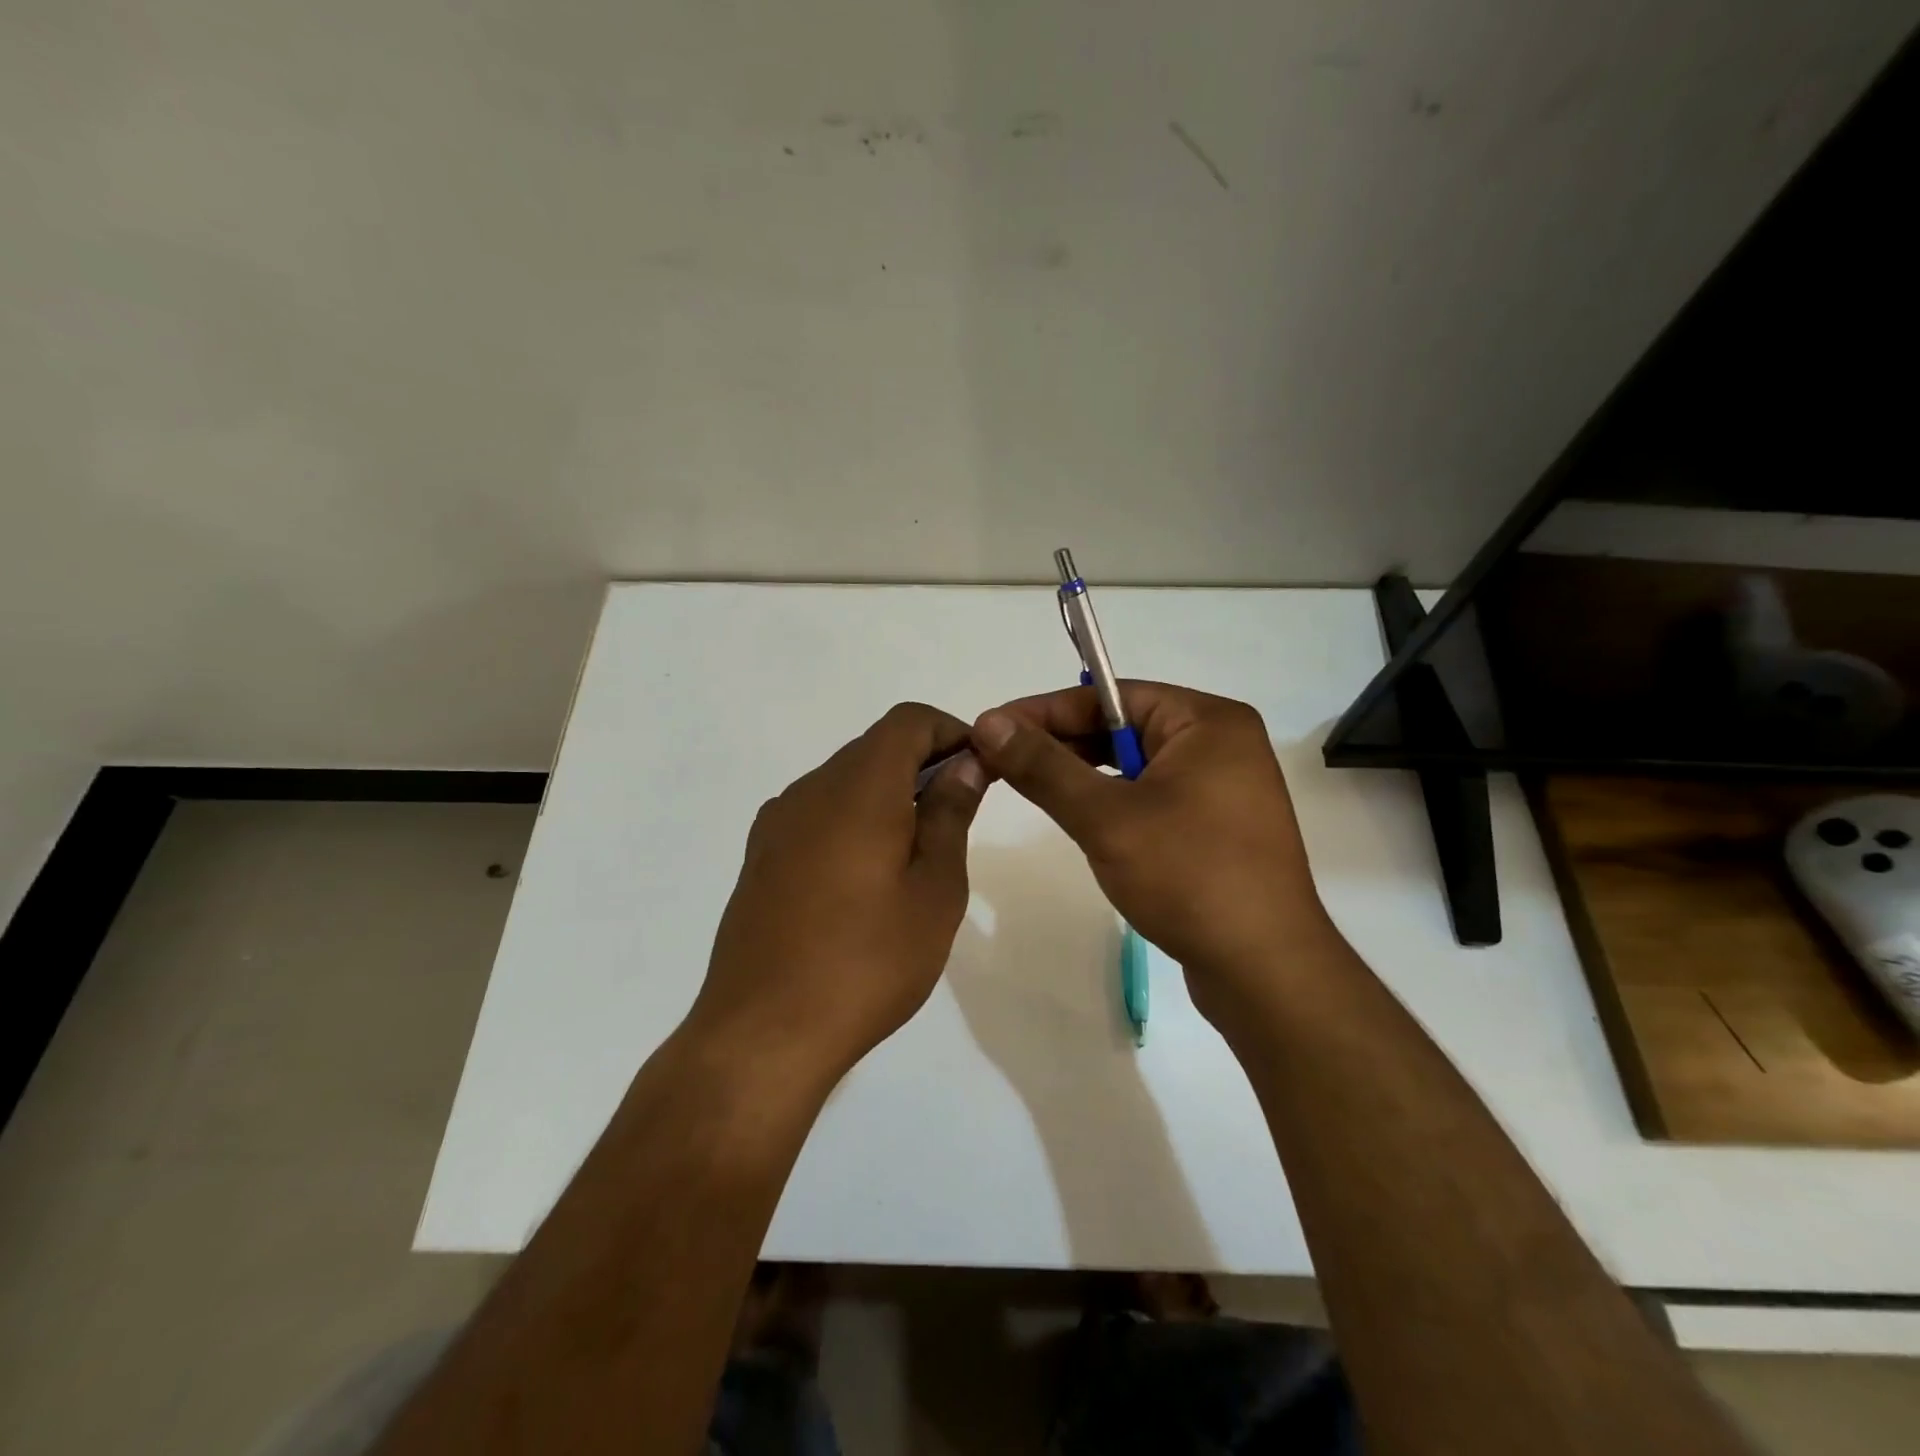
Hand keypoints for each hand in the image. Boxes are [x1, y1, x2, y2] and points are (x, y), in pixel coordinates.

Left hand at [689, 703, 986, 1087]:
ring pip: (844, 781)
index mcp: (857, 787)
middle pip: (874, 747)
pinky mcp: (760, 857)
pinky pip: (816, 814)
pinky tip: (866, 877)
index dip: (950, 731)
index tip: (980, 768)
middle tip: (959, 813)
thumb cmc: (867, 961)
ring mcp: (776, 824)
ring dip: (887, 794)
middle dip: (923, 763)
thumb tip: (964, 763)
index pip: (908, 721)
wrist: (763, 1033)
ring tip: (917, 851)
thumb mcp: (934, 890)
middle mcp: (809, 790)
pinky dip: (853, 820)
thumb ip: (950, 815)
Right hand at [970, 682, 1339, 1026]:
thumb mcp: (1106, 817)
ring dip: (1084, 775)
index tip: (990, 727)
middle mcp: (1221, 744)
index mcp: (1207, 721)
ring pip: (1135, 765)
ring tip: (1032, 787)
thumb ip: (1045, 766)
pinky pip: (1153, 796)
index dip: (1044, 710)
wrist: (1264, 971)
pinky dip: (1114, 802)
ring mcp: (1224, 788)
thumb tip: (988, 723)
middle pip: (1123, 726)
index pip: (1111, 696)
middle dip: (1062, 743)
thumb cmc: (1189, 876)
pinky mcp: (1217, 827)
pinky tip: (1082, 820)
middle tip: (1001, 760)